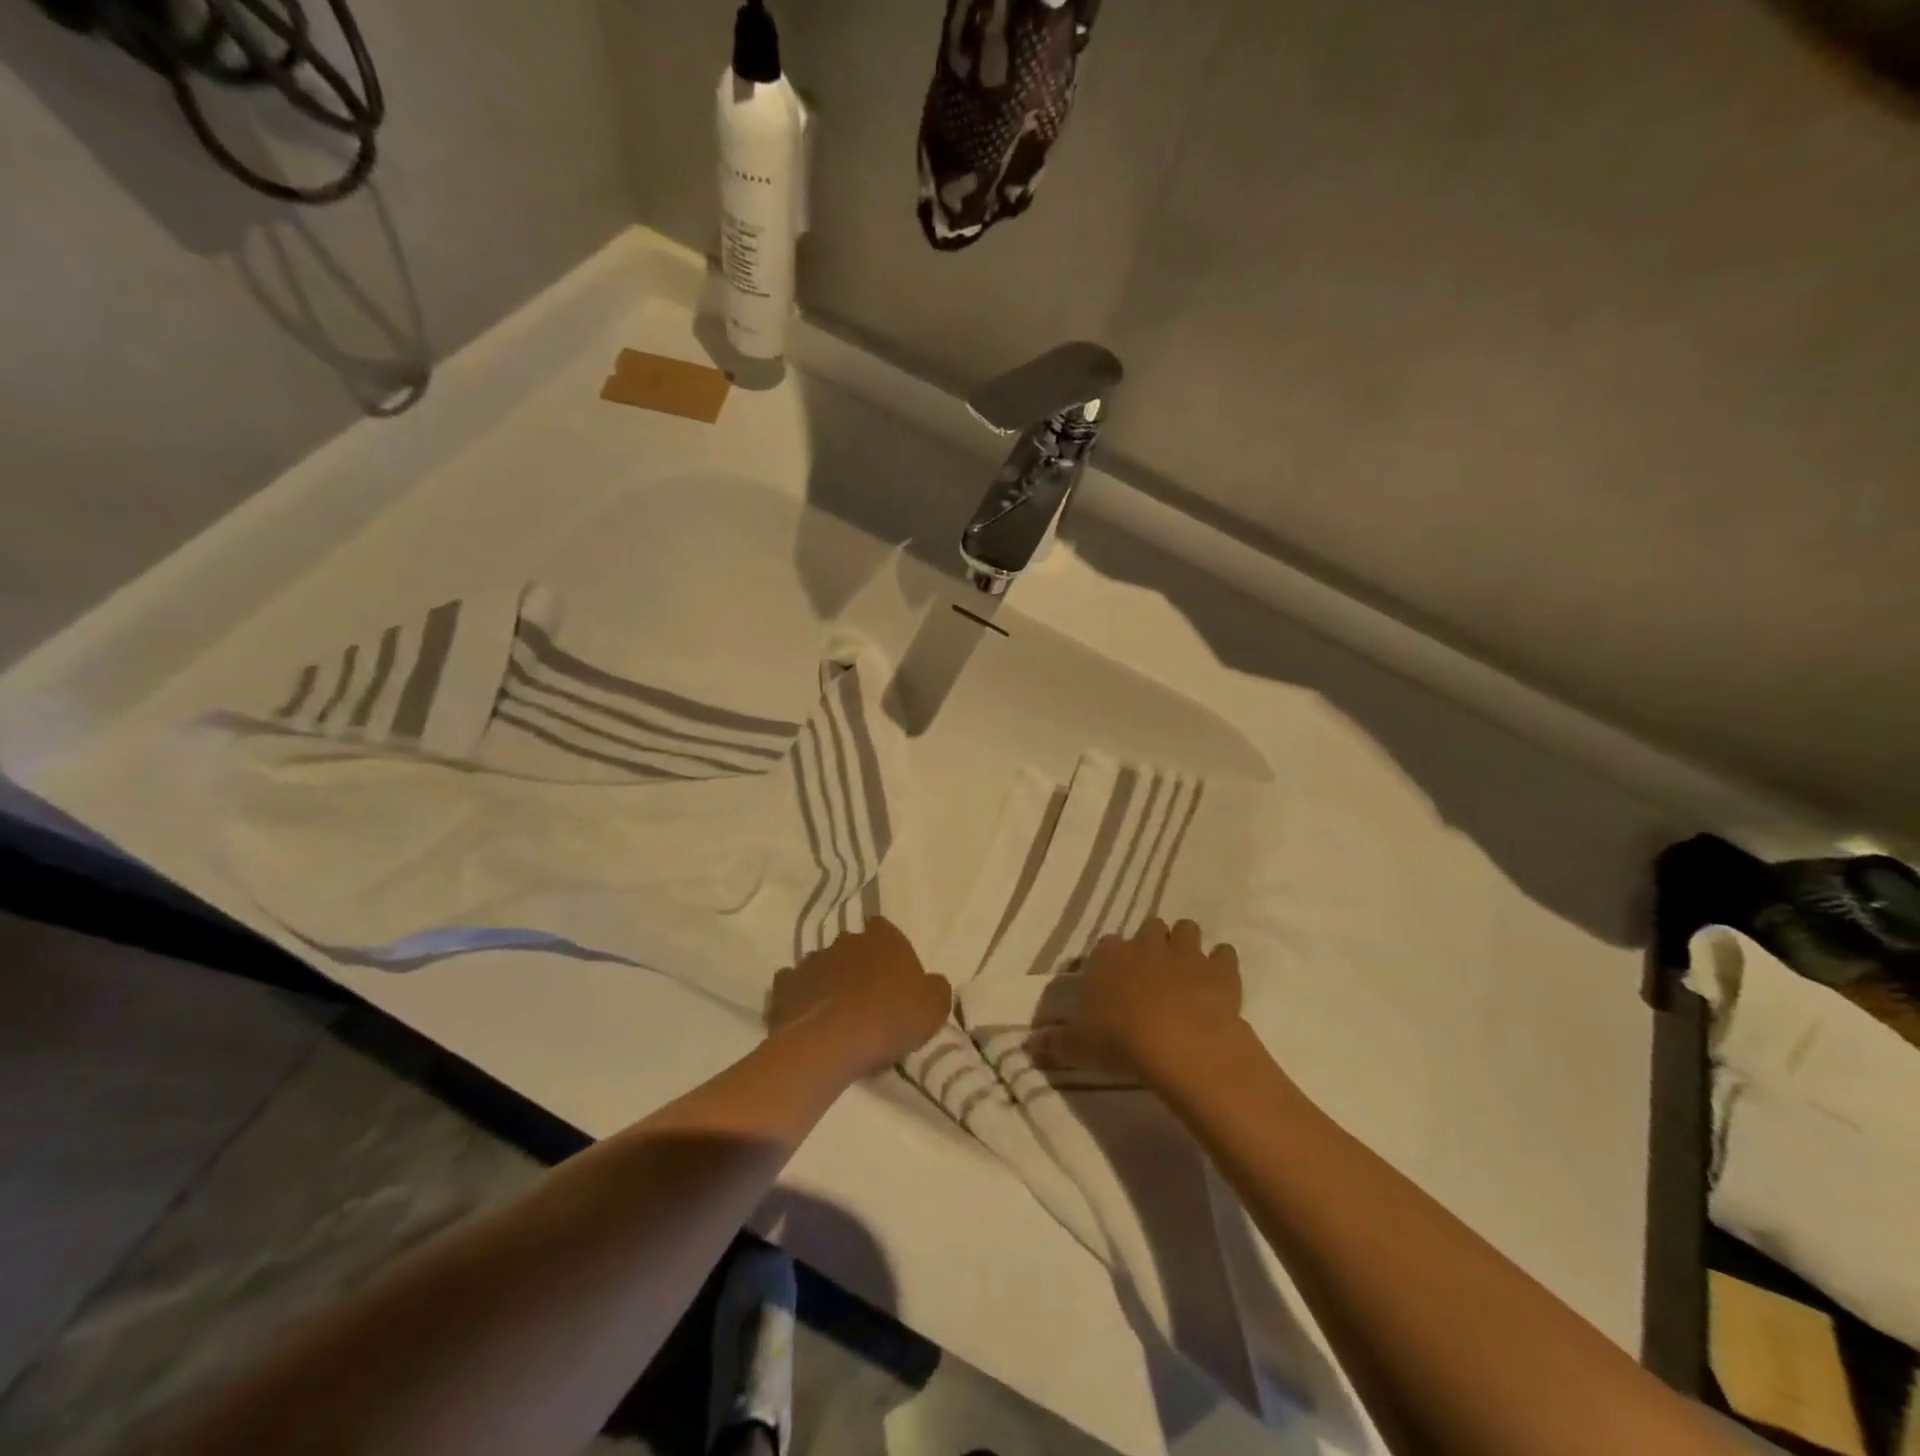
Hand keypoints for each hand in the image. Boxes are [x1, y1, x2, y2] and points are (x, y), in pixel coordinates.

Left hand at [766, 917, 950, 1077]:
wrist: (833, 1042)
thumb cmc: (892, 1017)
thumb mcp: (934, 1006)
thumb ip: (934, 988)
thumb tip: (930, 984)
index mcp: (882, 938)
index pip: (884, 929)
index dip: (888, 950)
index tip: (893, 975)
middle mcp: (845, 941)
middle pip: (852, 948)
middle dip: (856, 966)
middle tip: (866, 999)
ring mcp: (811, 960)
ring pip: (822, 966)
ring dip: (829, 982)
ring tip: (836, 1016)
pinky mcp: (784, 985)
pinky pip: (794, 987)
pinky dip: (800, 999)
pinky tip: (808, 1020)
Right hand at [1034, 918, 1242, 1080]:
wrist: (1180, 1042)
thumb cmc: (1121, 1040)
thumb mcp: (1079, 1047)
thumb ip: (1056, 1043)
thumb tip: (1031, 1045)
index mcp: (1109, 957)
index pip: (1106, 945)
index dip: (1111, 960)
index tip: (1114, 979)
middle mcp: (1146, 945)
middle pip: (1150, 928)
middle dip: (1152, 944)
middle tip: (1152, 973)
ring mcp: (1186, 953)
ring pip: (1187, 930)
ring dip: (1186, 945)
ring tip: (1186, 971)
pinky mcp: (1220, 969)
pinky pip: (1224, 954)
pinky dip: (1222, 964)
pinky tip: (1219, 982)